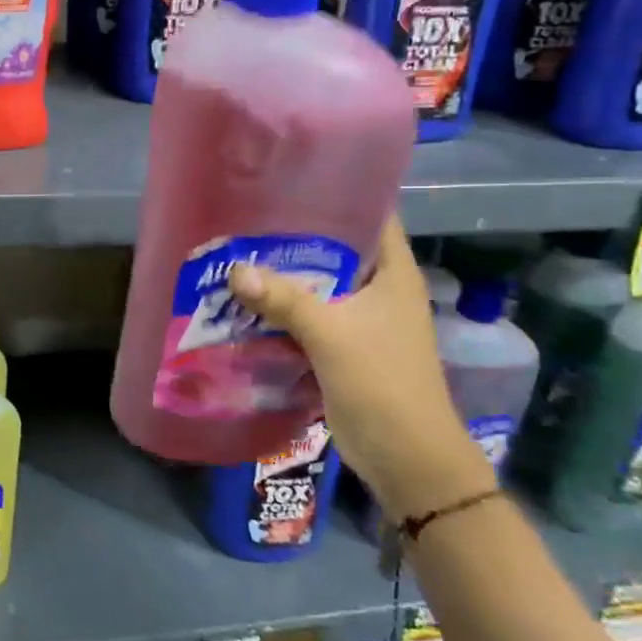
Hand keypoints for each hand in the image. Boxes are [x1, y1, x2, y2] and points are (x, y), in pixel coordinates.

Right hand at [229, 217, 492, 521]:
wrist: (407, 459)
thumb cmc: (382, 384)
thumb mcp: (331, 335)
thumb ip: (284, 299)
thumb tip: (234, 269)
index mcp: (394, 274)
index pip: (373, 215)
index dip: (338, 192)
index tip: (291, 181)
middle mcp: (380, 290)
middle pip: (336, 249)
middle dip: (294, 236)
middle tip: (247, 218)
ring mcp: (363, 320)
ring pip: (318, 285)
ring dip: (284, 276)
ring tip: (237, 254)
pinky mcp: (344, 347)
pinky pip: (308, 316)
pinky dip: (282, 309)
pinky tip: (246, 302)